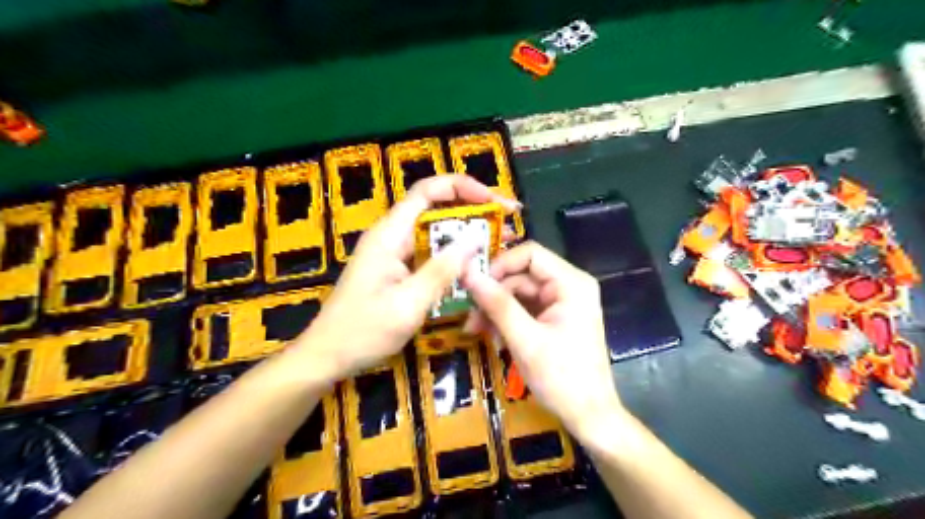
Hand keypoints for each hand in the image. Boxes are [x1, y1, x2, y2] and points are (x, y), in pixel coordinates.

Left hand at [292, 177, 517, 382]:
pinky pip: (430, 252)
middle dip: (473, 210)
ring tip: (500, 242)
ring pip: (436, 231)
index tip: (493, 200)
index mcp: (389, 234)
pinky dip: (454, 255)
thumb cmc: (362, 332)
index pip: (427, 192)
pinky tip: (475, 265)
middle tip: (507, 223)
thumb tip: (476, 238)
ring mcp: (394, 252)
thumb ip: (442, 271)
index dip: (462, 187)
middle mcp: (392, 235)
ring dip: (467, 233)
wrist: (327, 356)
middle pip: (435, 208)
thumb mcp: (407, 304)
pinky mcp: (398, 269)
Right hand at [466, 241, 624, 442]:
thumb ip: (497, 304)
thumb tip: (468, 273)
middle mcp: (569, 286)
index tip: (475, 285)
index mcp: (571, 284)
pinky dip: (507, 319)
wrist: (589, 416)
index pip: (530, 254)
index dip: (500, 265)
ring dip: (496, 309)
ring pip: (519, 292)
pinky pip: (525, 309)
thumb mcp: (525, 340)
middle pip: (522, 275)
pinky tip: (491, 335)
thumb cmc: (562, 378)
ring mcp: (562, 303)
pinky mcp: (555, 318)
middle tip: (469, 316)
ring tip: (475, 330)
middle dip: (494, 294)